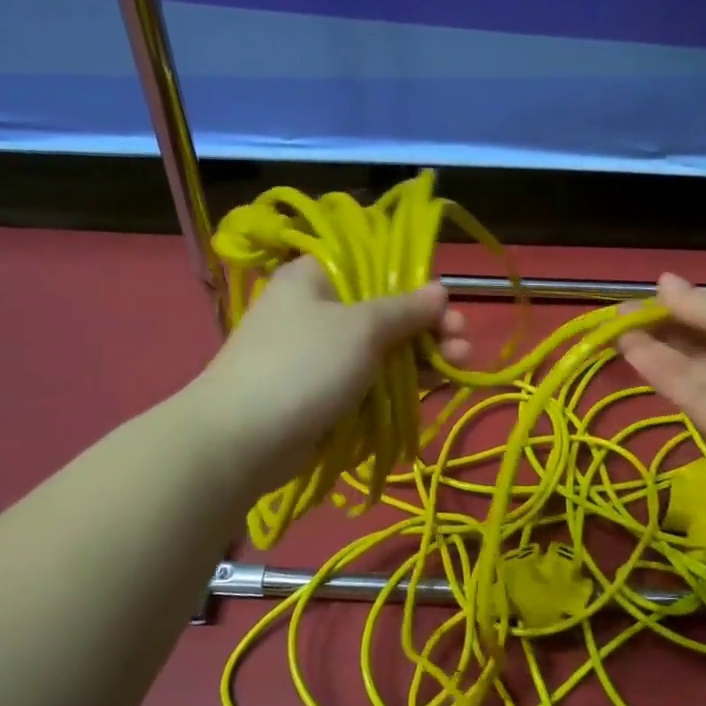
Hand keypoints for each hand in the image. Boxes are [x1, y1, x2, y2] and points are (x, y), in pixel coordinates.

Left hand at [188, 256, 470, 491]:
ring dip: (423, 354)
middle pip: (385, 309)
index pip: (375, 265)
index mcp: (316, 276)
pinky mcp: (324, 391)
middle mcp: (317, 308)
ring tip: (462, 363)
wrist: (242, 440)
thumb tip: (439, 290)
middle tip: (462, 341)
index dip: (415, 281)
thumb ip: (404, 309)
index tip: (446, 304)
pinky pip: (370, 378)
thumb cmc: (303, 367)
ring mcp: (320, 353)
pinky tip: (435, 384)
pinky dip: (401, 380)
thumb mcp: (361, 328)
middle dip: (428, 325)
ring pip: (382, 347)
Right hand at [618, 273, 705, 491]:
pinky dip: (663, 375)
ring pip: (692, 372)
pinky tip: (634, 351)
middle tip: (620, 314)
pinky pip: (693, 399)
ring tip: (617, 329)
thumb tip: (663, 283)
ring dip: (656, 350)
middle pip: (703, 345)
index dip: (687, 306)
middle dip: (664, 328)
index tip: (650, 295)